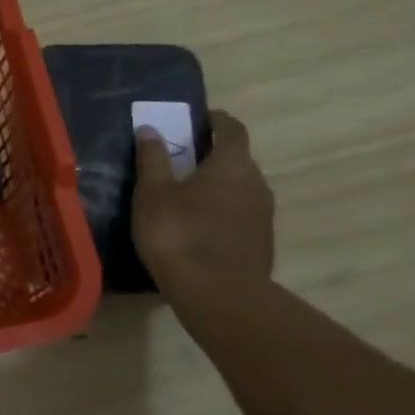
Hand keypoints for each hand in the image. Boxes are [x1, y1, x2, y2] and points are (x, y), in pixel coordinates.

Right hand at [132, 110, 275, 298]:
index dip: (215, 120)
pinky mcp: (261, 242)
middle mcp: (256, 182)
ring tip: (187, 196)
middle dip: (213, 155)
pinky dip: (222, 212)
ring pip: (240, 189)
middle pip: (237, 159)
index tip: (197, 120)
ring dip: (218, 186)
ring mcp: (263, 215)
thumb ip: (153, 159)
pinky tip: (199, 228)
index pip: (232, 128)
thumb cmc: (180, 235)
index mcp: (232, 163)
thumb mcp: (153, 194)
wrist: (218, 295)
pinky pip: (240, 215)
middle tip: (182, 160)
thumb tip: (151, 129)